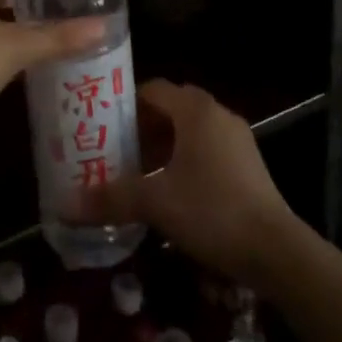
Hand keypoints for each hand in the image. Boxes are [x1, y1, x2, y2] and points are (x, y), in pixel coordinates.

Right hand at [72, 80, 300, 290]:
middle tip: (114, 151)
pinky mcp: (248, 163)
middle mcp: (217, 113)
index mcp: (195, 109)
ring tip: (137, 173)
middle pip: (170, 109)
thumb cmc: (211, 211)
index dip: (124, 105)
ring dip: (163, 146)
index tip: (101, 126)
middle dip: (141, 128)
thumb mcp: (155, 203)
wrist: (277, 251)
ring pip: (189, 130)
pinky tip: (171, 191)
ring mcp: (237, 138)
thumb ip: (110, 198)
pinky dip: (185, 159)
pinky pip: (207, 148)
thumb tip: (64, 205)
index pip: (152, 89)